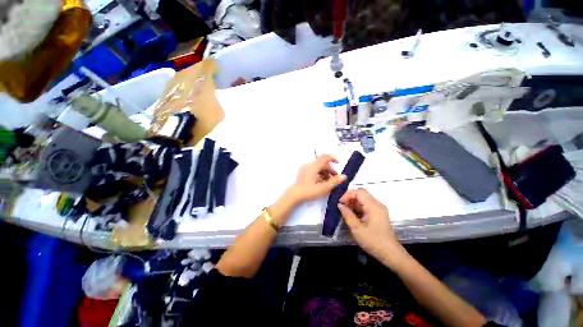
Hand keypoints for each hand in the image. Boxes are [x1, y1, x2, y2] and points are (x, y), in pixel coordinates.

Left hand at [286, 155, 346, 203]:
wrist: (294, 195)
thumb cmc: (309, 191)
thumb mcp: (323, 187)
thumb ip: (334, 181)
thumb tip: (344, 176)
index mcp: (314, 166)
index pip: (325, 157)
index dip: (333, 159)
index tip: (338, 163)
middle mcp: (309, 165)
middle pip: (322, 162)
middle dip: (330, 169)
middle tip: (335, 177)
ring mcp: (305, 168)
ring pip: (318, 166)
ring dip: (325, 172)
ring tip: (328, 181)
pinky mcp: (303, 172)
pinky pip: (313, 169)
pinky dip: (319, 173)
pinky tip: (321, 181)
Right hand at [338, 189, 402, 259]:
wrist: (390, 254)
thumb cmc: (373, 241)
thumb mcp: (357, 228)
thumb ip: (347, 214)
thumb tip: (340, 205)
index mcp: (373, 206)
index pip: (359, 192)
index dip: (348, 194)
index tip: (340, 203)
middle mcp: (377, 204)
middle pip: (361, 195)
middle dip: (350, 199)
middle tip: (341, 207)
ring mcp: (379, 209)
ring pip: (363, 200)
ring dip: (353, 204)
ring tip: (345, 212)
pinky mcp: (378, 214)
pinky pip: (366, 206)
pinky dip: (358, 209)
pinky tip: (352, 216)